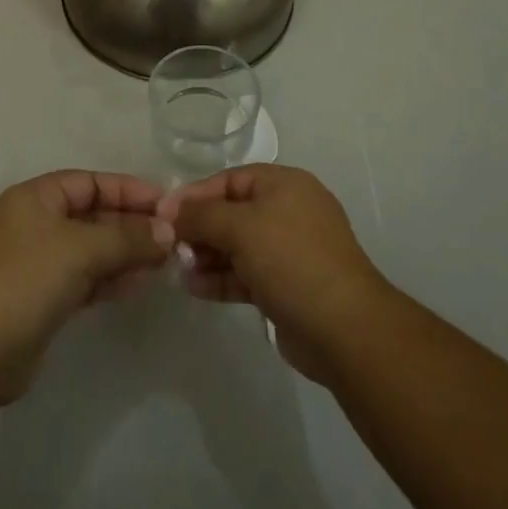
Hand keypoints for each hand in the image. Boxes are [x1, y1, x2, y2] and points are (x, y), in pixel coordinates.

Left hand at [0, 170, 170, 401]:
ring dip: (124, 253)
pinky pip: (84, 278)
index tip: (165, 203)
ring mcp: (37, 263)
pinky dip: (110, 278)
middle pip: (91, 215)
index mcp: (35, 198)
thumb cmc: (27, 279)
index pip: (89, 182)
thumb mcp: (81, 249)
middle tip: (171, 236)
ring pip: (90, 249)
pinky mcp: (42, 299)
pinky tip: (138, 284)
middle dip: (130, 224)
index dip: (127, 189)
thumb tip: (167, 232)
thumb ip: (127, 238)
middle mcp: (35, 223)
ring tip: (163, 261)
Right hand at [156, 164, 389, 385]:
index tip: (163, 213)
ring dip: (206, 255)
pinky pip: (246, 274)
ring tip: (177, 268)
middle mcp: (288, 211)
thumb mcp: (241, 227)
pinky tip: (194, 286)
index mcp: (284, 185)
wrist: (344, 329)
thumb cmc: (291, 260)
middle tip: (168, 246)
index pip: (230, 179)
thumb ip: (201, 215)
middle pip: (232, 212)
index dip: (195, 194)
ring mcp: (289, 251)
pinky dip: (221, 278)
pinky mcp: (287, 287)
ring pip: (237, 246)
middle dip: (199, 228)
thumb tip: (169, 210)